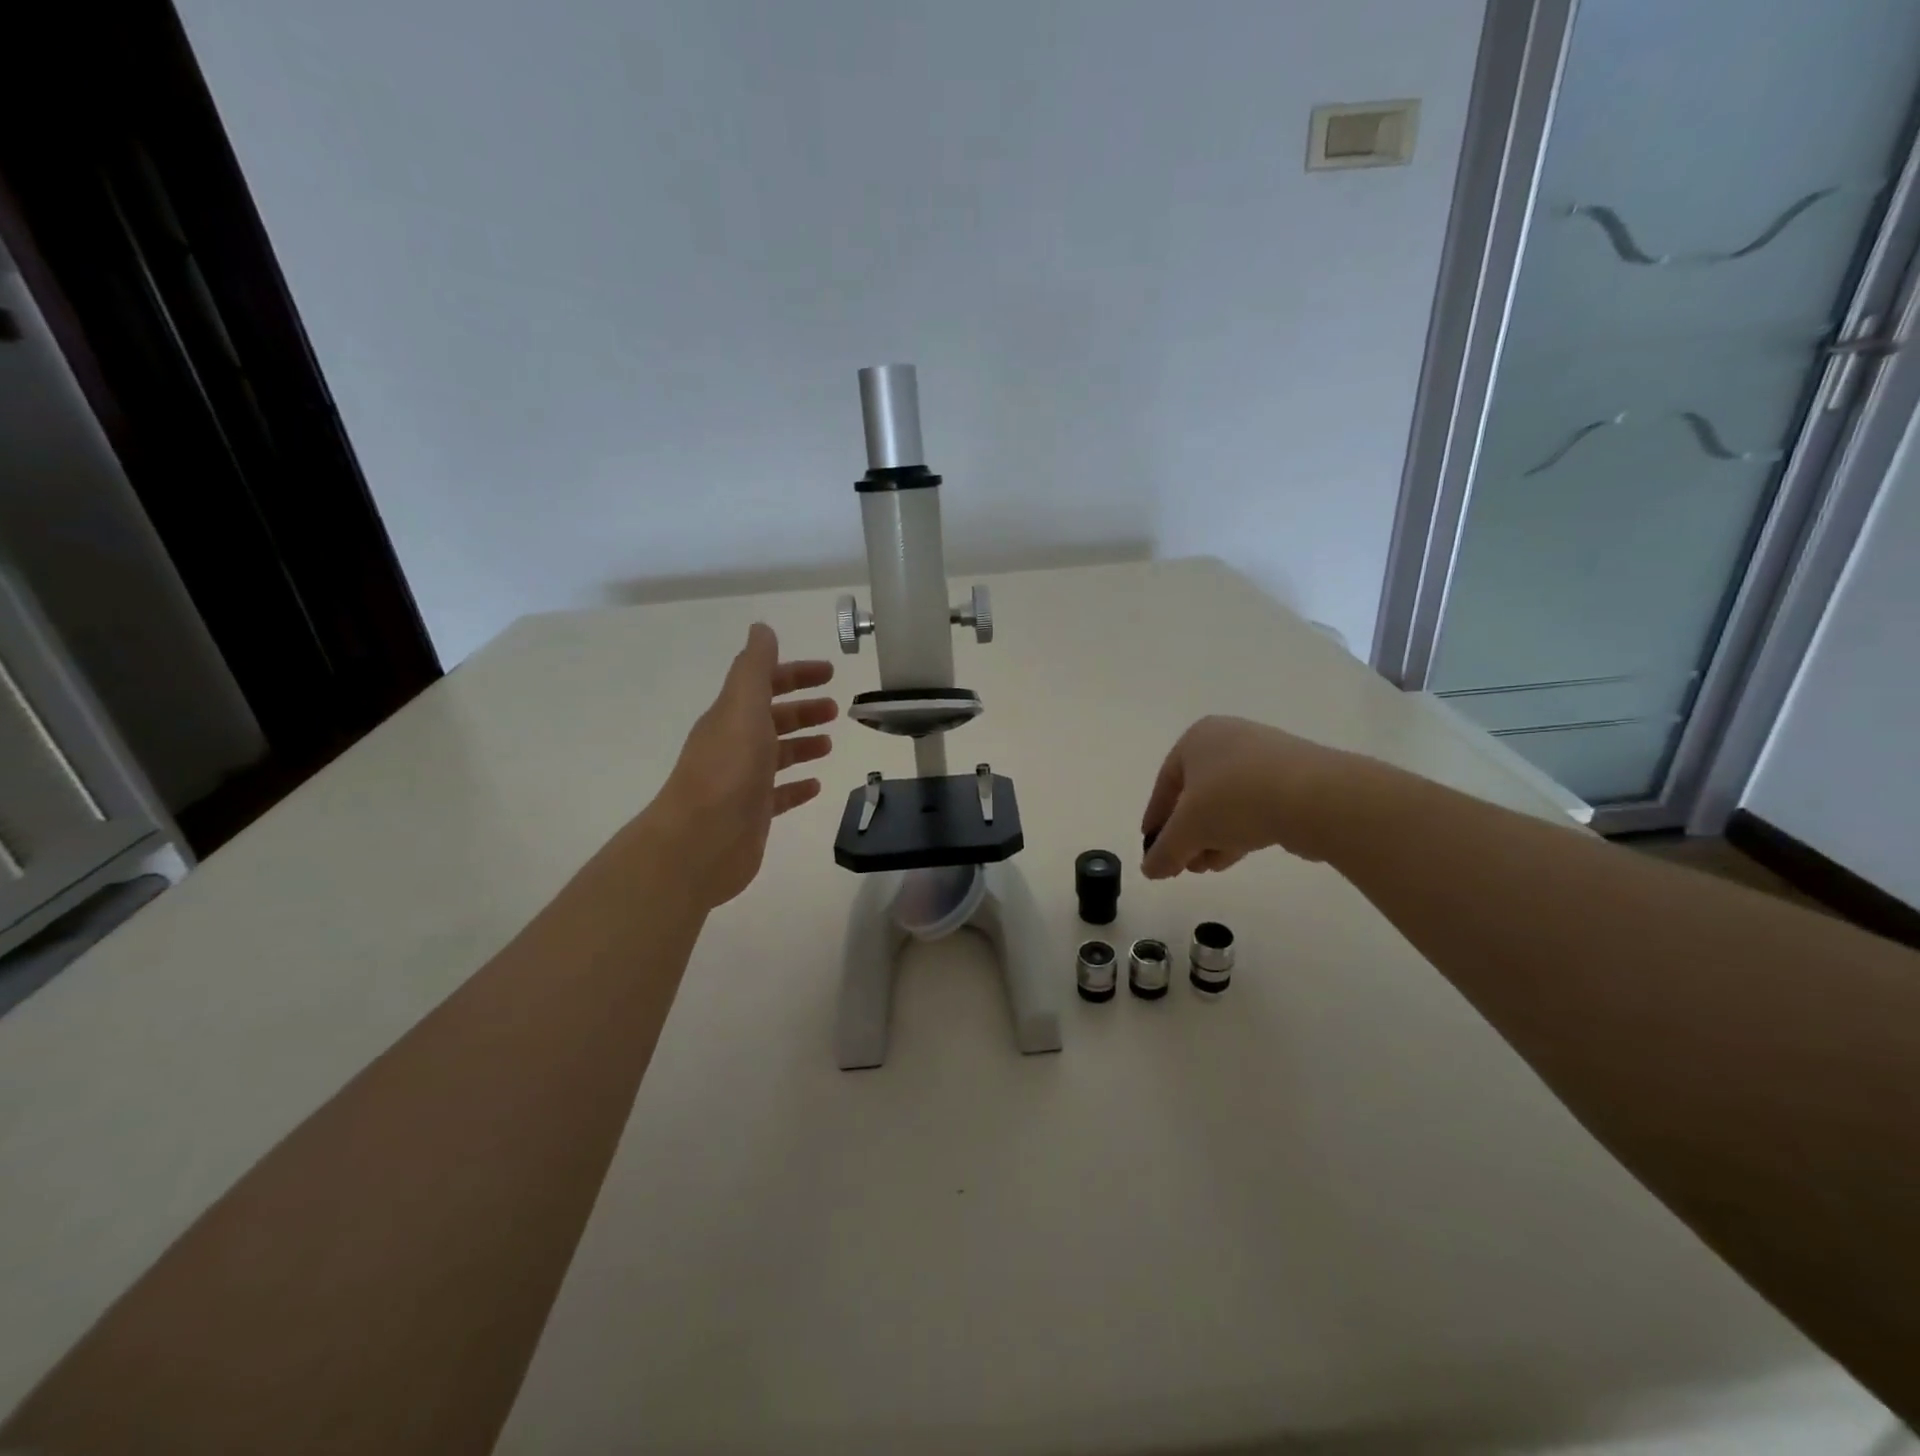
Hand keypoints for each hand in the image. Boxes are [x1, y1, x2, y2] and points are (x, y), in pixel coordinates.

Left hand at [636, 624, 836, 909]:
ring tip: (829, 744)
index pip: (765, 684)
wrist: (701, 841)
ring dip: (802, 745)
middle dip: (803, 709)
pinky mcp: (753, 814)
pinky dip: (798, 786)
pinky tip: (816, 785)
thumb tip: (762, 629)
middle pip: (773, 719)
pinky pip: (780, 794)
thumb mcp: (743, 707)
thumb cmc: (727, 769)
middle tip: (836, 709)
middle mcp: (735, 744)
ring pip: (777, 755)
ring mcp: (743, 781)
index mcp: (732, 716)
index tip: (829, 672)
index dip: (796, 674)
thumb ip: (755, 667)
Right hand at [1139, 715, 1347, 878]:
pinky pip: (1255, 806)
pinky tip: (1234, 856)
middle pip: (1197, 794)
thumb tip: (1150, 870)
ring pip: (1227, 803)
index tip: (1152, 847)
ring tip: (1206, 867)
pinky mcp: (1294, 779)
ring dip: (1212, 837)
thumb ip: (1164, 850)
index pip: (1165, 783)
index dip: (1156, 818)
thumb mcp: (1188, 829)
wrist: (1316, 797)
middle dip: (1187, 833)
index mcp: (1198, 738)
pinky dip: (1239, 831)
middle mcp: (1230, 740)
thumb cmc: (1235, 799)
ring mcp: (1265, 758)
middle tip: (1182, 864)